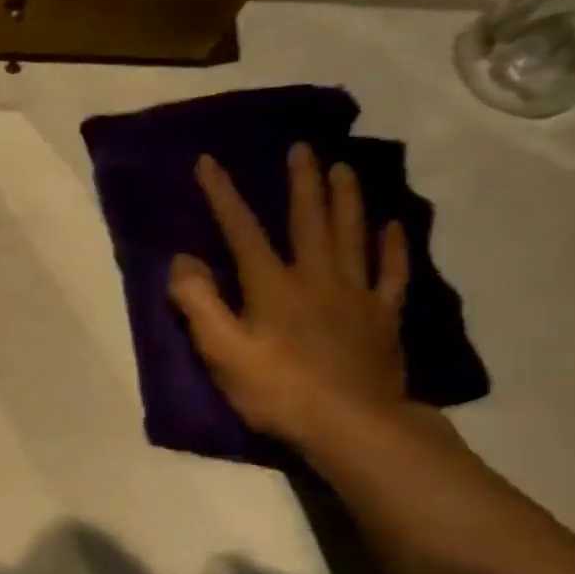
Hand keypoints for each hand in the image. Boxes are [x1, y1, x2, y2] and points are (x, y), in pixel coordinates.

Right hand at [169, 144, 411, 446]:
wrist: (352, 425)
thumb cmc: (277, 391)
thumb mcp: (221, 351)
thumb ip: (198, 303)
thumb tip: (182, 260)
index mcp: (272, 285)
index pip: (241, 230)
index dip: (223, 194)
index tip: (209, 161)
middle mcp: (316, 277)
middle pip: (309, 220)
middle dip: (301, 182)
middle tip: (301, 148)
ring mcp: (355, 294)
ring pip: (352, 234)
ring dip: (346, 199)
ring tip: (344, 167)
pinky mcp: (382, 317)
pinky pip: (391, 272)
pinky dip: (392, 246)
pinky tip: (392, 225)